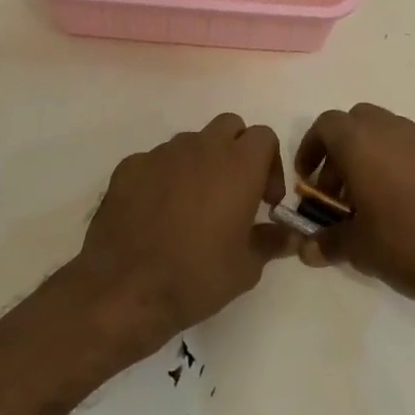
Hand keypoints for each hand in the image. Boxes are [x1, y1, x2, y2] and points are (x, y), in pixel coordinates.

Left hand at [67, 113, 297, 352]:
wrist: (125, 288)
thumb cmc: (197, 277)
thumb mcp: (246, 268)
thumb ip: (271, 241)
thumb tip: (289, 235)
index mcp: (238, 165)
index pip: (264, 136)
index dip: (270, 164)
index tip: (264, 200)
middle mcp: (201, 147)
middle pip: (229, 126)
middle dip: (237, 151)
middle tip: (233, 192)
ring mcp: (161, 153)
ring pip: (191, 142)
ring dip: (199, 163)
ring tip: (192, 206)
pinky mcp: (129, 166)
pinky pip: (155, 161)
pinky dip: (163, 178)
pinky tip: (156, 213)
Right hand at [294, 103, 414, 303]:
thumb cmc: (406, 240)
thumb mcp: (358, 248)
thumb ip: (327, 243)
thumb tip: (305, 249)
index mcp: (359, 141)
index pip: (325, 125)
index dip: (311, 148)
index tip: (308, 180)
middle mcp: (389, 129)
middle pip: (355, 123)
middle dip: (340, 151)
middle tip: (336, 190)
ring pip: (384, 134)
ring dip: (368, 157)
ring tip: (367, 202)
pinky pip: (409, 150)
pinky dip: (395, 166)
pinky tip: (400, 206)